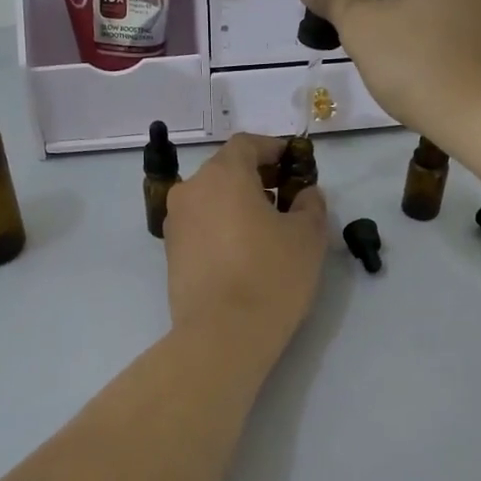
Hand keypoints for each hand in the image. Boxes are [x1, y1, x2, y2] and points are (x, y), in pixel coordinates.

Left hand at [164, 134, 326, 357]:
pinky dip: (221, 227)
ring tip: (266, 228)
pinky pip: (200, 226)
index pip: (247, 145)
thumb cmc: (270, 276)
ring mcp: (175, 223)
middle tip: (285, 197)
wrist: (221, 335)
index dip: (273, 149)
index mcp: (223, 175)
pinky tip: (243, 251)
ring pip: (211, 200)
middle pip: (225, 171)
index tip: (294, 163)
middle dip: (256, 178)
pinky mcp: (170, 253)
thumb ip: (310, 205)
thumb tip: (305, 194)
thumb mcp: (307, 237)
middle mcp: (191, 190)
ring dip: (237, 204)